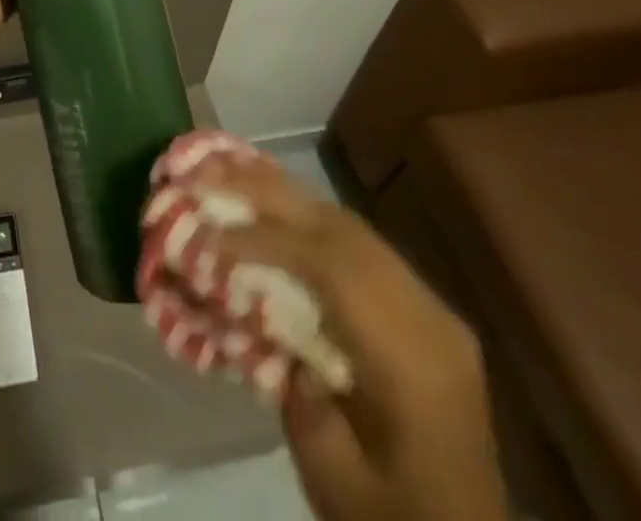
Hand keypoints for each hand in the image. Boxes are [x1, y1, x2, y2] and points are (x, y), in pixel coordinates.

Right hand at [199, 159, 511, 520]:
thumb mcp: (333, 470)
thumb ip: (297, 381)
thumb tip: (257, 304)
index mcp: (413, 363)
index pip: (334, 270)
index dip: (267, 239)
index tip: (211, 232)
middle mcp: (429, 318)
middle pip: (342, 232)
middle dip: (270, 194)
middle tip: (210, 171)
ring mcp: (431, 308)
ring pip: (351, 226)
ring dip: (288, 196)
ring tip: (232, 171)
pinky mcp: (422, 309)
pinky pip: (359, 243)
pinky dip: (310, 217)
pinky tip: (275, 201)